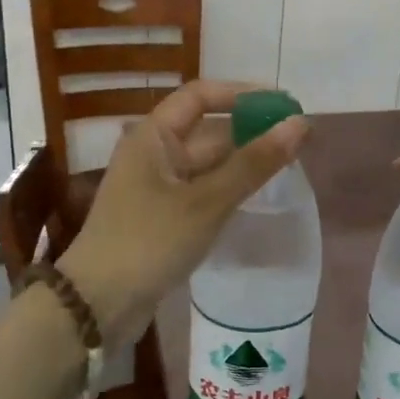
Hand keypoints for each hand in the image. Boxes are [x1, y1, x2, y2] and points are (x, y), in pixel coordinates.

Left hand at [60, 80, 309, 349]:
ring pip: (207, 165)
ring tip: (288, 168)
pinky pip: (202, 192)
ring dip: (242, 163)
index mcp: (153, 136)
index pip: (200, 96)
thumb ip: (255, 163)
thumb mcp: (207, 201)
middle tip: (299, 143)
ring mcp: (156, 187)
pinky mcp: (162, 217)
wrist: (99, 303)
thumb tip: (300, 124)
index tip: (284, 105)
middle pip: (207, 131)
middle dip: (251, 133)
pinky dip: (228, 190)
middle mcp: (153, 154)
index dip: (243, 94)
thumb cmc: (150, 241)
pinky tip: (256, 198)